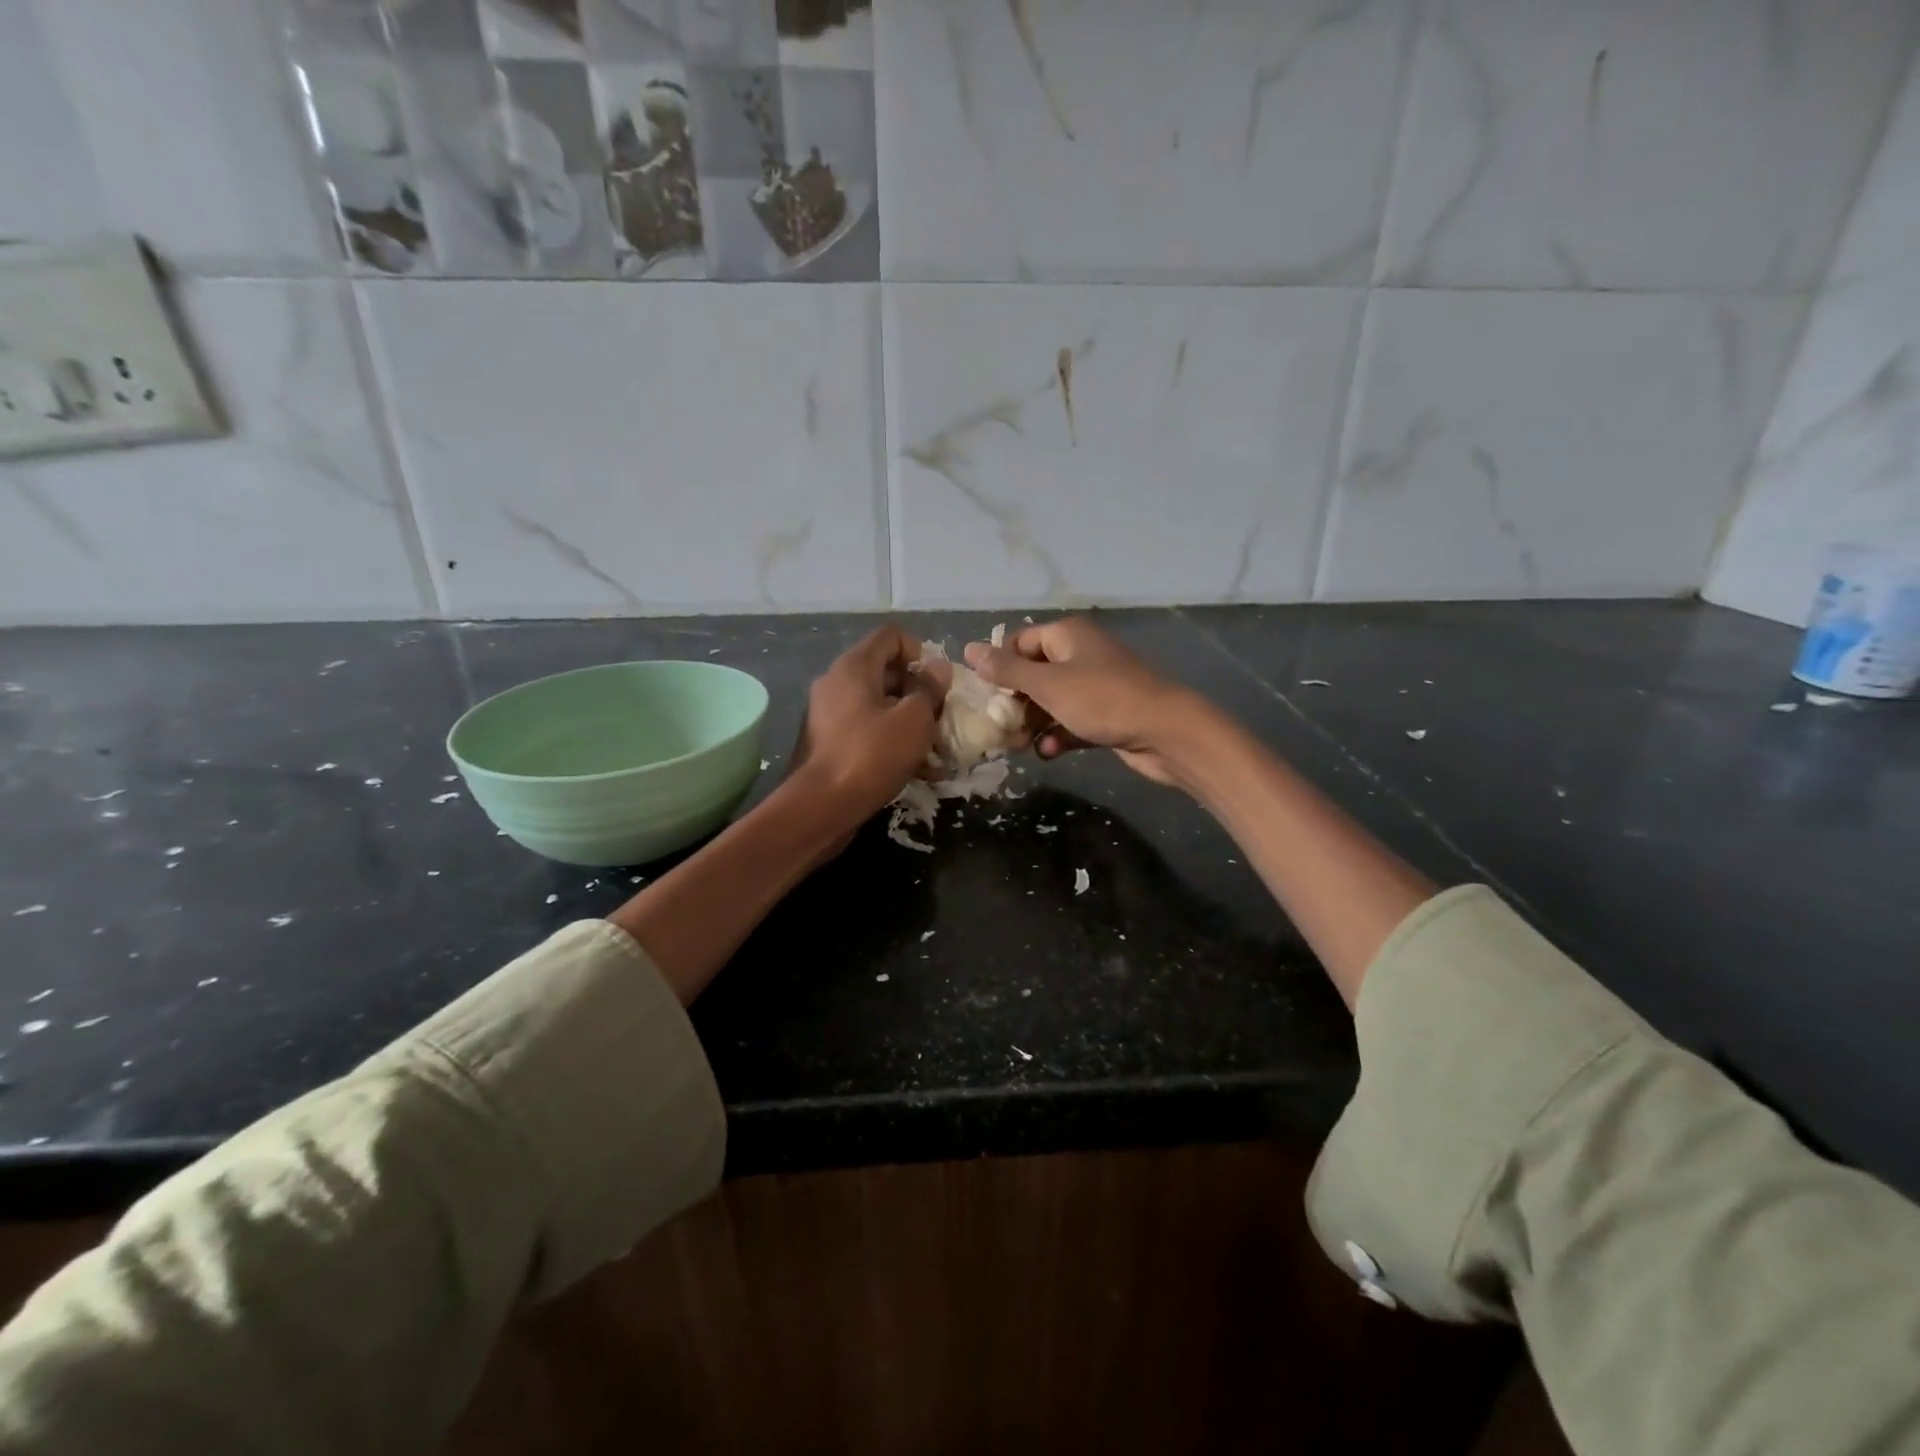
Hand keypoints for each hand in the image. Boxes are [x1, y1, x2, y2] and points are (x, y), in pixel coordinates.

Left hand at [790, 624, 940, 829]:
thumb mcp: (914, 719)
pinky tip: (912, 767)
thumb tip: (937, 669)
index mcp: (854, 666)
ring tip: (932, 748)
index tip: (935, 682)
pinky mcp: (827, 741)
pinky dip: (888, 739)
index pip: (891, 635)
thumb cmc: (871, 755)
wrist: (820, 807)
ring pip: (877, 703)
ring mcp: (828, 713)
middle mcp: (836, 682)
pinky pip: (865, 728)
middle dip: (917, 690)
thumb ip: (929, 689)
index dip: (920, 651)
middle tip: (939, 716)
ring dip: (906, 719)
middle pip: (885, 670)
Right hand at [962, 617, 1199, 787]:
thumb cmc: (1102, 700)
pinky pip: (1069, 721)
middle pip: (1032, 674)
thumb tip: (968, 649)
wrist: (1166, 732)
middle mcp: (1079, 654)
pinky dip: (1057, 734)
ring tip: (1018, 746)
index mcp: (1066, 635)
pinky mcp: (1104, 714)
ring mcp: (1094, 685)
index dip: (998, 667)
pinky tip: (1049, 751)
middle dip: (1013, 702)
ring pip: (1049, 702)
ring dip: (1032, 723)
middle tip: (997, 727)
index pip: (1018, 642)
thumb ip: (1006, 669)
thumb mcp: (1048, 684)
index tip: (982, 696)